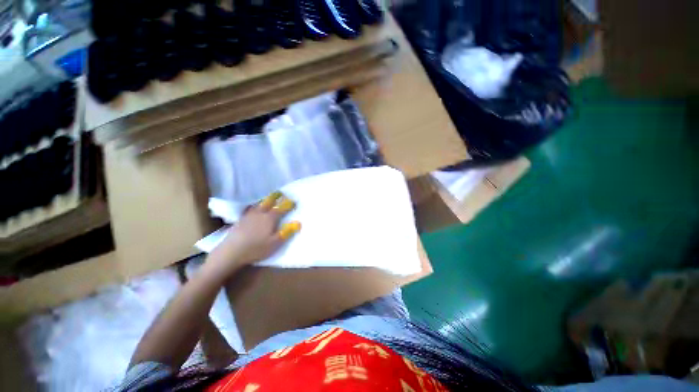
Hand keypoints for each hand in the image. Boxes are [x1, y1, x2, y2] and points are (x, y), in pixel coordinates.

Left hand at [207, 191, 300, 274]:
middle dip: (275, 197)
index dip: (288, 205)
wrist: (231, 252)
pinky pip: (249, 209)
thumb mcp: (275, 243)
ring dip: (265, 200)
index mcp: (270, 218)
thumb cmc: (256, 248)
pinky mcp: (240, 220)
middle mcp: (260, 214)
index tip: (294, 201)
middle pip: (268, 202)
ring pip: (258, 205)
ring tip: (268, 198)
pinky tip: (252, 208)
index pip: (281, 209)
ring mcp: (248, 216)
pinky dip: (253, 206)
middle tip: (280, 192)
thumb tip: (298, 223)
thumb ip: (287, 232)